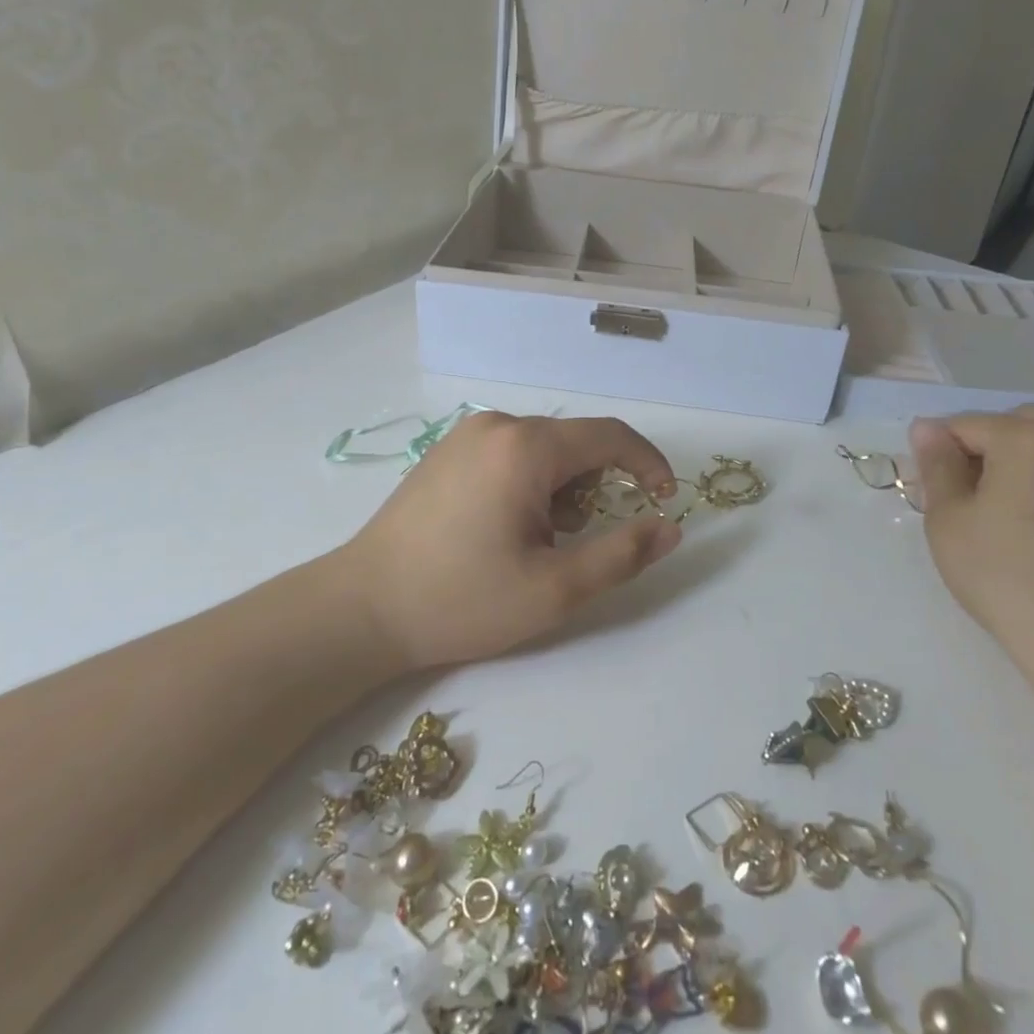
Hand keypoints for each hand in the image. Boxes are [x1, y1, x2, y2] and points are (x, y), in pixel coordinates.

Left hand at [340, 412, 682, 670]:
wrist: (363, 608)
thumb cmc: (462, 599)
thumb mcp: (555, 589)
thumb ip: (623, 554)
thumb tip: (670, 527)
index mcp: (525, 446)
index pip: (610, 436)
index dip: (648, 463)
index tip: (664, 499)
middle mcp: (497, 424)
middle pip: (575, 444)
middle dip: (592, 490)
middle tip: (570, 544)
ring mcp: (466, 435)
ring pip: (543, 451)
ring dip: (558, 492)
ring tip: (529, 545)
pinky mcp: (446, 452)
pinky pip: (510, 455)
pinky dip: (527, 486)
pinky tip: (499, 530)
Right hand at [910, 406, 1033, 706]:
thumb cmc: (1006, 577)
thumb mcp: (947, 521)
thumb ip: (936, 465)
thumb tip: (927, 429)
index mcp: (1028, 437)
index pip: (966, 425)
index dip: (941, 452)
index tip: (933, 488)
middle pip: (1023, 426)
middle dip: (994, 449)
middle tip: (976, 497)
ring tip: (1025, 513)